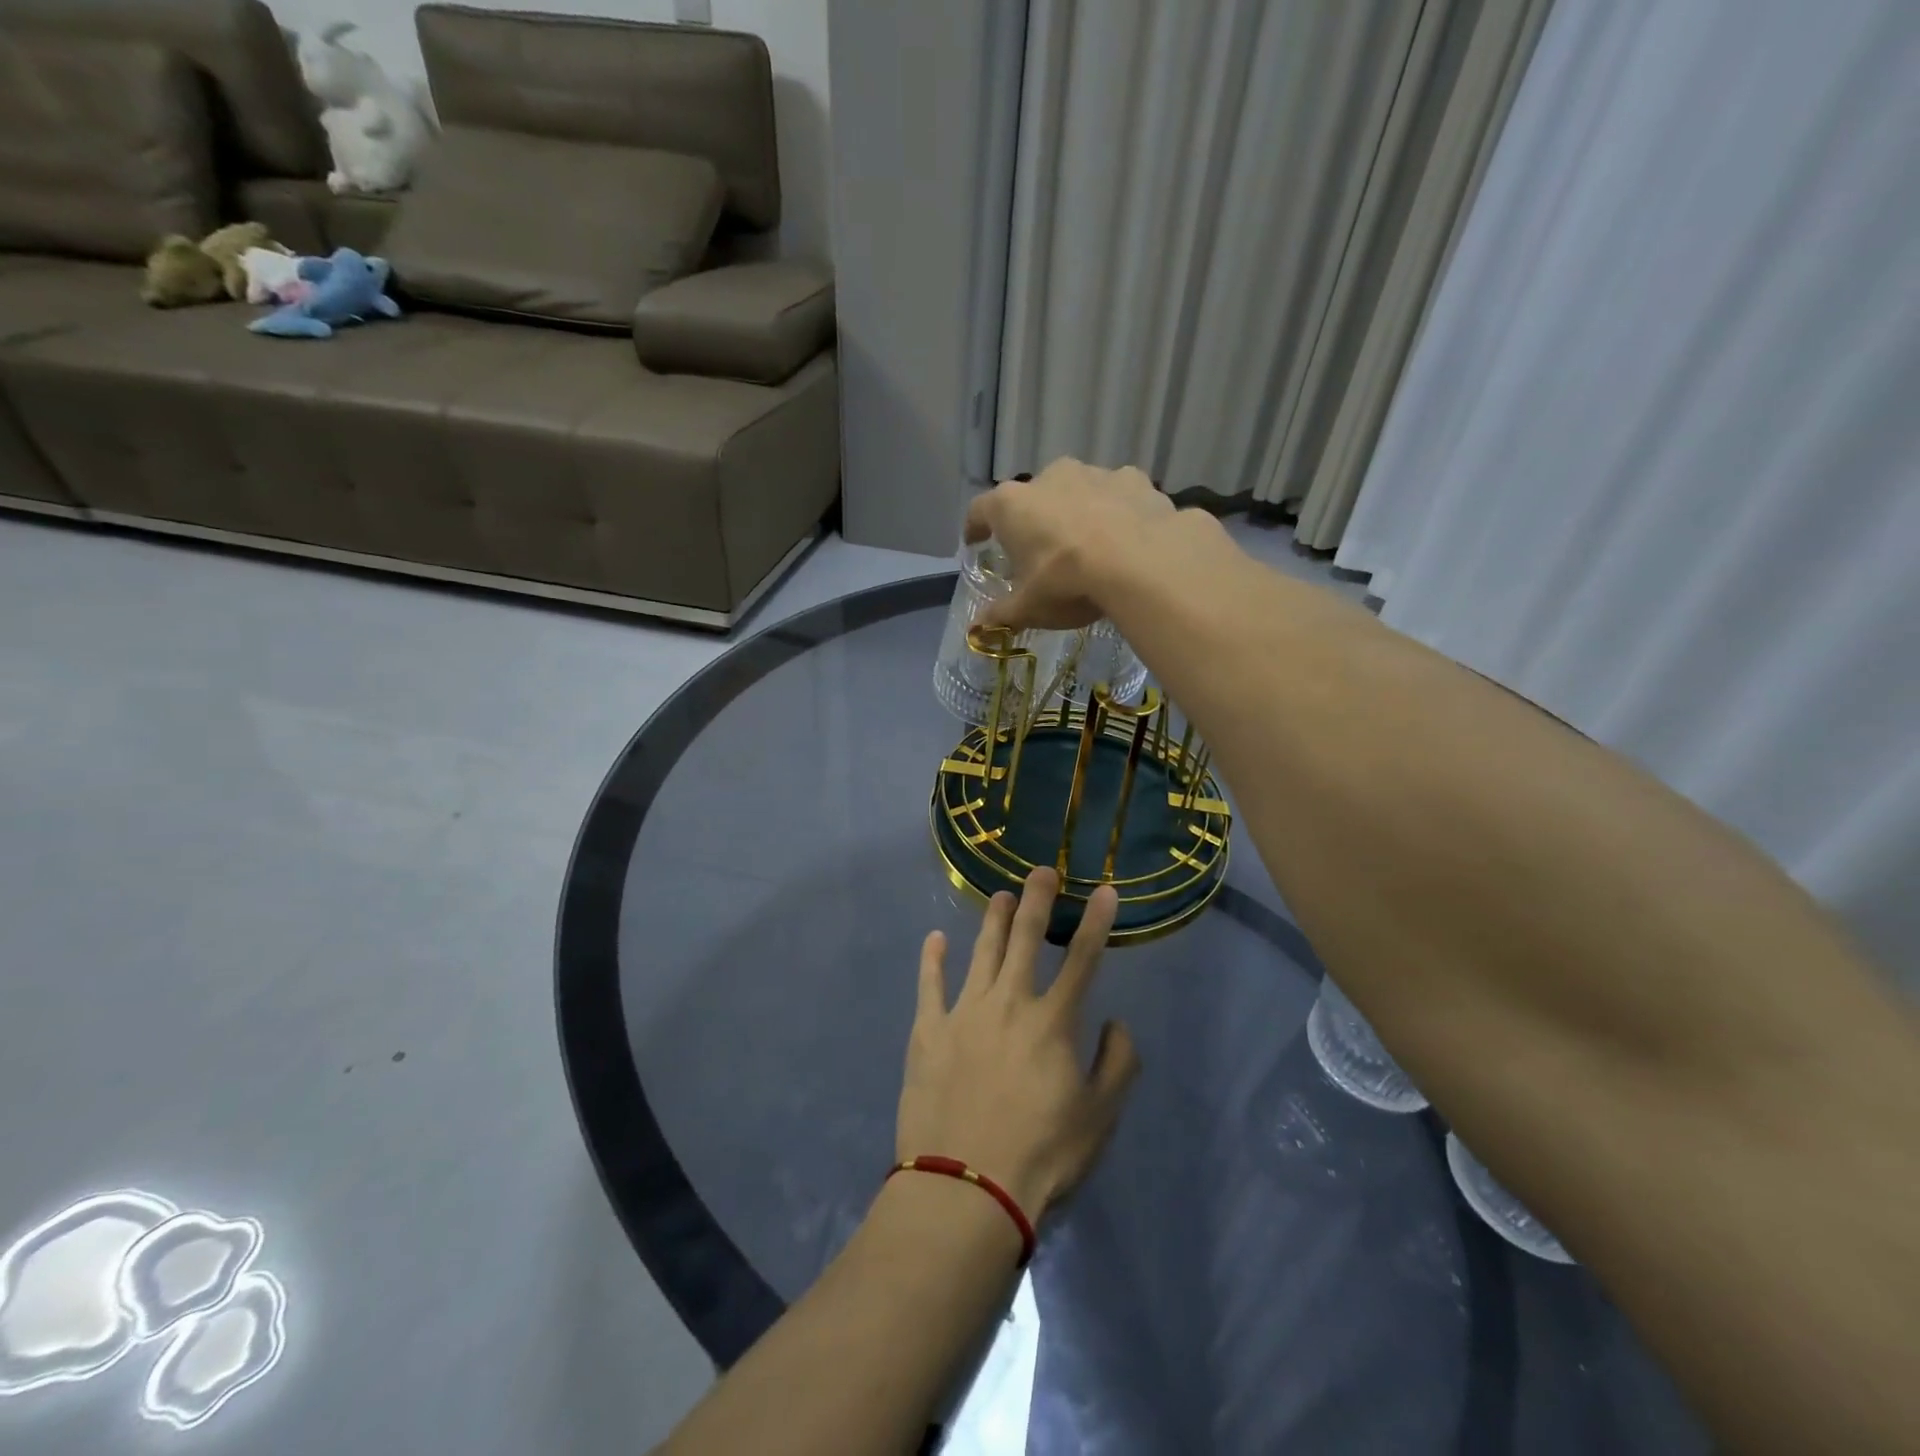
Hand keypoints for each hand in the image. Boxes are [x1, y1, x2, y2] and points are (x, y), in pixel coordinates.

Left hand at [898, 868, 1140, 1221]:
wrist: (966, 1187)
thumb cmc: (1041, 1154)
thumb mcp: (1100, 1116)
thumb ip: (1117, 1063)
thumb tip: (1115, 1021)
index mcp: (1053, 1021)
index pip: (1082, 958)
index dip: (1096, 921)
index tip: (1105, 889)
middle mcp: (1008, 1002)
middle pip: (1024, 939)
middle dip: (1035, 900)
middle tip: (1040, 870)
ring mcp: (964, 1012)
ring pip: (981, 952)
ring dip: (992, 919)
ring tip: (998, 894)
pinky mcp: (928, 1030)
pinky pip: (930, 985)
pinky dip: (932, 959)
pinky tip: (935, 938)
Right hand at [963, 458, 1174, 630]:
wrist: (1141, 563)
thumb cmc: (1067, 582)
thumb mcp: (1029, 607)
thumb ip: (1002, 614)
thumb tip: (978, 627)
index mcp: (1012, 505)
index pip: (980, 510)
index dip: (975, 527)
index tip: (975, 540)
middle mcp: (1049, 477)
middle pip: (1031, 498)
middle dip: (1033, 521)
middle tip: (1039, 551)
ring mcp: (1093, 473)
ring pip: (1076, 491)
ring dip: (1076, 512)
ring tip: (1087, 546)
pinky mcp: (1133, 479)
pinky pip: (1117, 495)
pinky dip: (1117, 512)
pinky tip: (1125, 537)